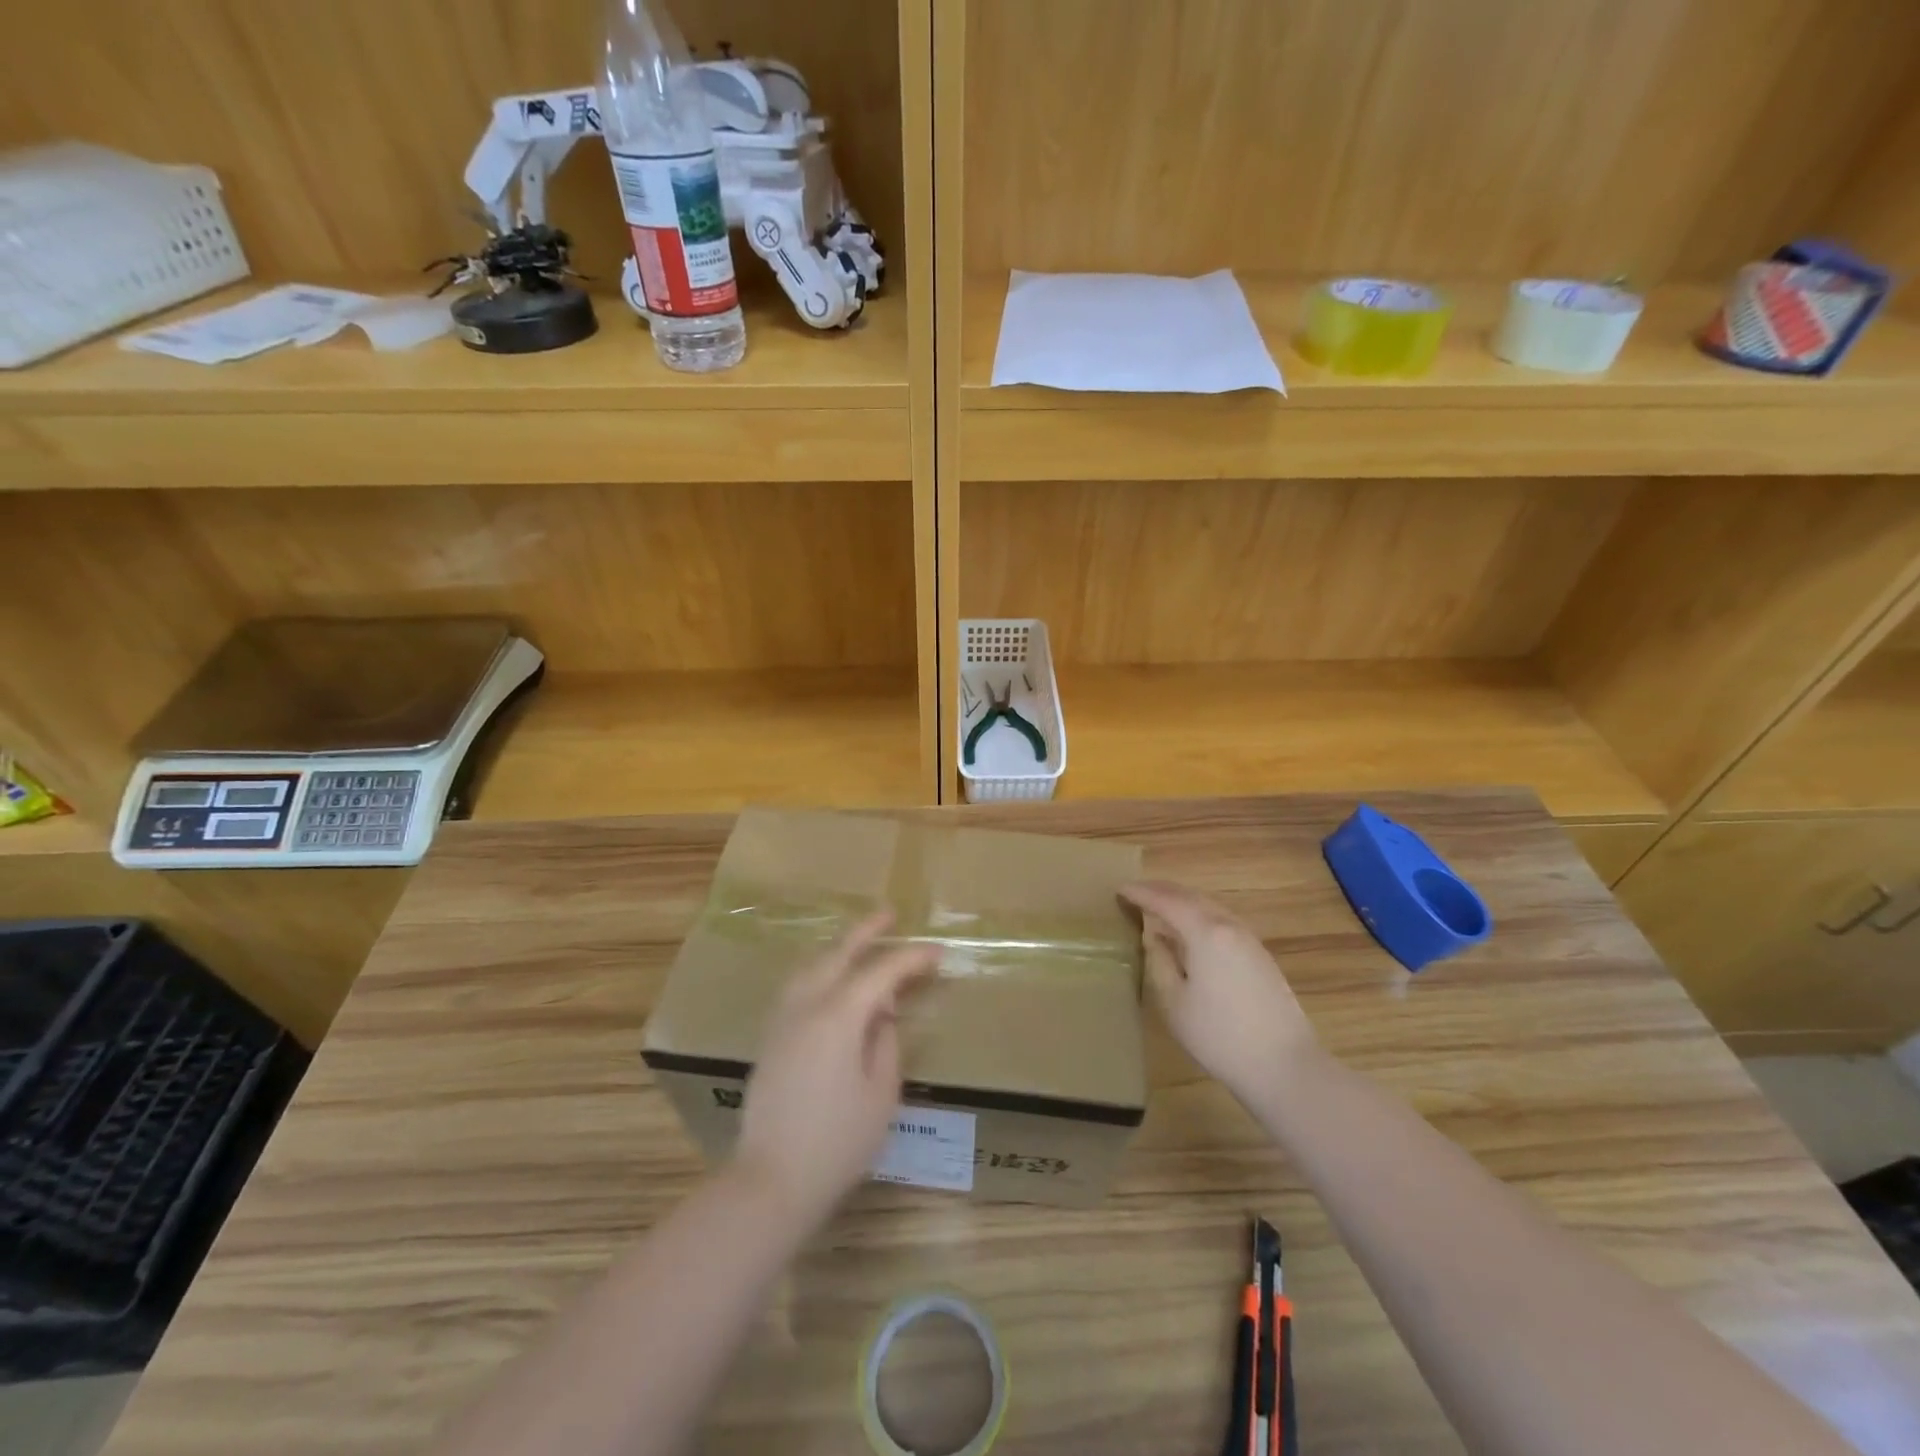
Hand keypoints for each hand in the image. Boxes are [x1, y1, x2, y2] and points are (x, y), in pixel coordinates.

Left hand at [735, 913, 937, 1226]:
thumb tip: (882, 1014)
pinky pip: (798, 986)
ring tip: (861, 943)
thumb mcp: (880, 1094)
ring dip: (839, 948)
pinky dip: (820, 970)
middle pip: (837, 954)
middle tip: (889, 914)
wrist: (770, 1182)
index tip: (937, 953)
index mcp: (838, 1016)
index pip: (881, 972)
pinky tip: (830, 981)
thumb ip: (885, 1043)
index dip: (911, 959)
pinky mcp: (771, 1039)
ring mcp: (782, 1021)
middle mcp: (806, 1006)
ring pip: (811, 966)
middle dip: (866, 931)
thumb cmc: (837, 1143)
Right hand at [1120, 881, 1318, 1101]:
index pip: (1166, 901)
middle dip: (1162, 891)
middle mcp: (1229, 926)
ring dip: (1182, 902)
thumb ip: (1160, 962)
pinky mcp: (1260, 955)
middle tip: (1136, 892)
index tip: (1119, 889)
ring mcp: (1249, 939)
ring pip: (1209, 907)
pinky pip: (1222, 921)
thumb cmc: (1219, 1036)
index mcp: (1205, 932)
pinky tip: (1190, 931)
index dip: (1141, 893)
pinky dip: (1200, 916)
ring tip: (1159, 908)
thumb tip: (1154, 937)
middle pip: (1191, 897)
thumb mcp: (1174, 1002)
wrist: (1284, 1066)